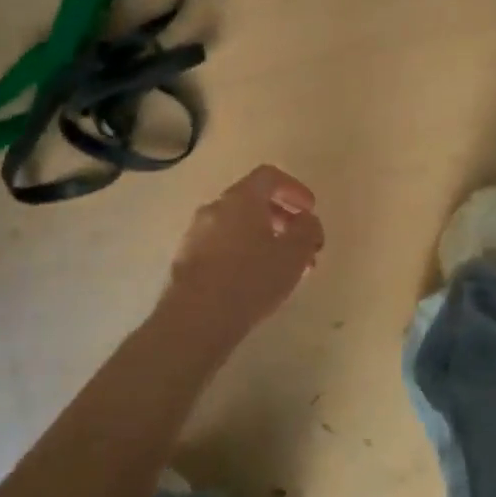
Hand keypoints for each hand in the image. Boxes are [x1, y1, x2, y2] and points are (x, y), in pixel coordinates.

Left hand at [156, 165, 323, 343]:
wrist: (194, 320)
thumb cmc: (250, 280)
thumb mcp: (293, 255)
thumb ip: (307, 230)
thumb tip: (307, 220)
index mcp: (241, 198)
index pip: (269, 176)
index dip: (294, 189)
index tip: (310, 210)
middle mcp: (215, 208)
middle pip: (253, 201)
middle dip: (282, 218)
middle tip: (301, 244)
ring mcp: (196, 234)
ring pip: (237, 226)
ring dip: (263, 239)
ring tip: (282, 268)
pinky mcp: (186, 260)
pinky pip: (221, 245)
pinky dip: (242, 253)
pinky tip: (254, 281)